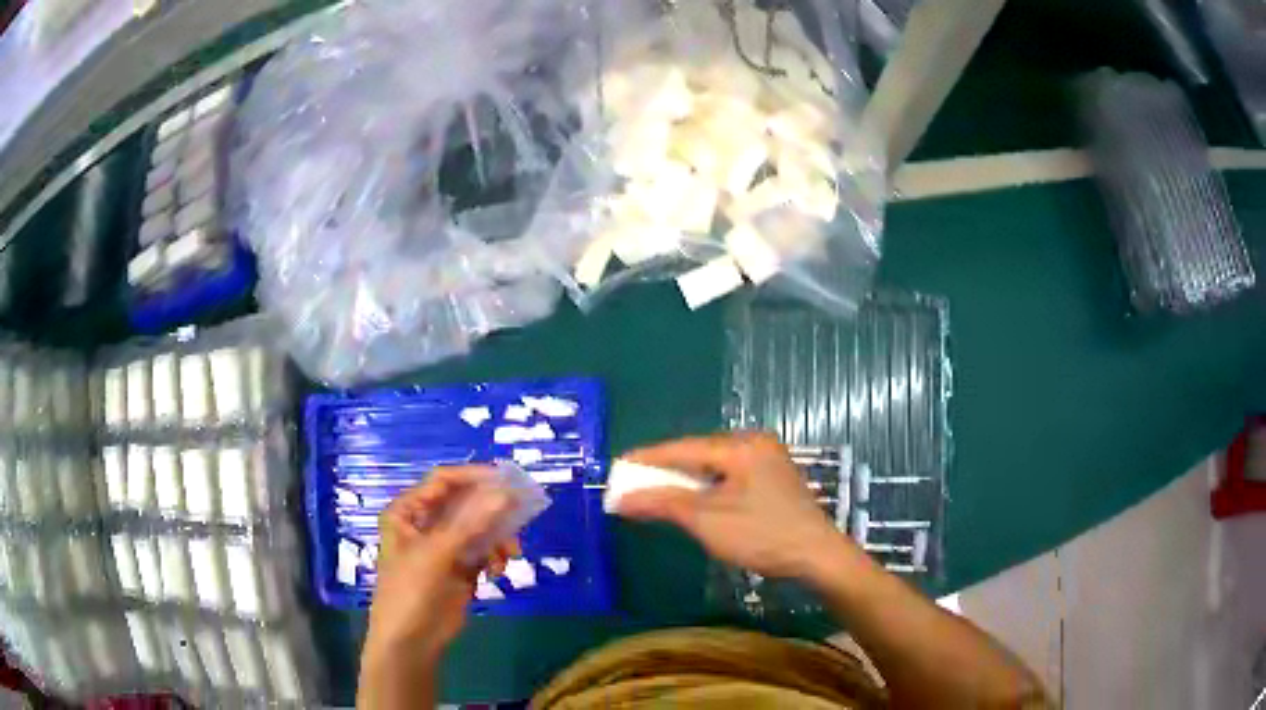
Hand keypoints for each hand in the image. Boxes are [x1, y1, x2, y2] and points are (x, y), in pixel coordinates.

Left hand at [363, 465, 519, 665]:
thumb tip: (507, 493)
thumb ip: (472, 523)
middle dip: (492, 510)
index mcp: (408, 511)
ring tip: (510, 554)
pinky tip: (497, 572)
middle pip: (465, 504)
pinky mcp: (459, 569)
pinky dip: (494, 558)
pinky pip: (483, 552)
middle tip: (521, 513)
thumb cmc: (411, 590)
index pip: (443, 481)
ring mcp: (443, 548)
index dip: (474, 477)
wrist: (410, 641)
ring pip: (479, 529)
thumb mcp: (437, 553)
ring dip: (497, 538)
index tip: (507, 480)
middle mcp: (425, 524)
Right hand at [618, 432, 857, 579]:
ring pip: (715, 465)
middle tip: (634, 483)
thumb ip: (663, 503)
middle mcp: (755, 444)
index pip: (683, 448)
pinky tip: (695, 499)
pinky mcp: (775, 479)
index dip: (648, 458)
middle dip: (666, 470)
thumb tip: (621, 498)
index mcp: (740, 446)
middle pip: (699, 453)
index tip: (617, 467)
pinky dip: (708, 487)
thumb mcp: (707, 520)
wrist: (817, 557)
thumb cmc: (761, 535)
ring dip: (687, 480)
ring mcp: (769, 460)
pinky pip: (731, 475)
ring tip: (658, 492)